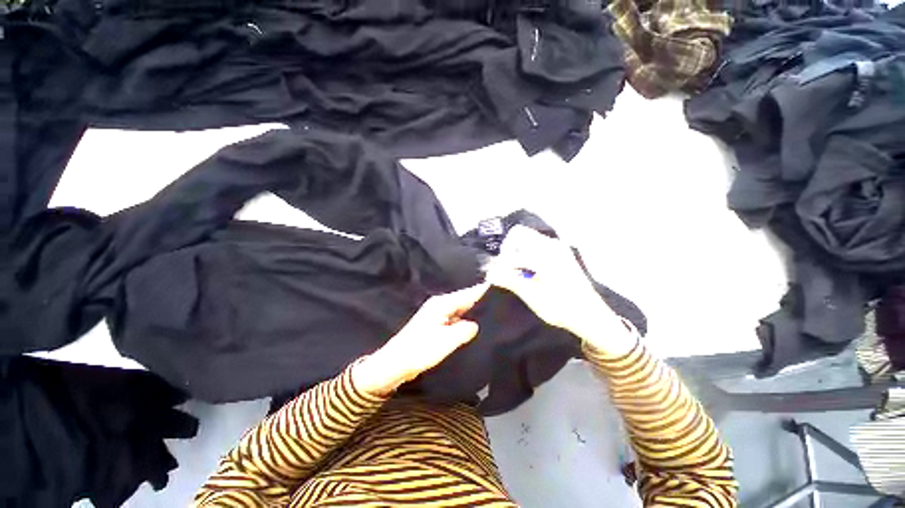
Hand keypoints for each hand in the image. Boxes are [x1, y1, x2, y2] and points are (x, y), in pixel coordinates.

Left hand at [353, 283, 488, 395]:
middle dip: (481, 304)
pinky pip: (455, 320)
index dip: (484, 292)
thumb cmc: (420, 350)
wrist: (395, 363)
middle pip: (465, 301)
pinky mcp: (436, 325)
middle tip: (501, 309)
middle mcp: (441, 305)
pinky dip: (465, 323)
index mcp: (443, 303)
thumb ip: (465, 330)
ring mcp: (437, 315)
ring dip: (473, 314)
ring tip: (492, 319)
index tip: (501, 292)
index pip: (468, 294)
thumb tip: (475, 325)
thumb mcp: (446, 340)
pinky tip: (474, 330)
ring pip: (461, 311)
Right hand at [485, 226, 633, 355]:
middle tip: (505, 270)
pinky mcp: (560, 251)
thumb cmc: (562, 308)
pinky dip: (526, 252)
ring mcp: (557, 246)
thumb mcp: (534, 297)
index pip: (512, 254)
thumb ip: (510, 281)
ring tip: (515, 271)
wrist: (590, 315)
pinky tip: (527, 270)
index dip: (499, 265)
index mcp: (545, 256)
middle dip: (508, 251)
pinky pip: (536, 243)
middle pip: (519, 235)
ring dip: (516, 251)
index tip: (493, 276)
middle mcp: (551, 245)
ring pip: (527, 238)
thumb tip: (490, 273)